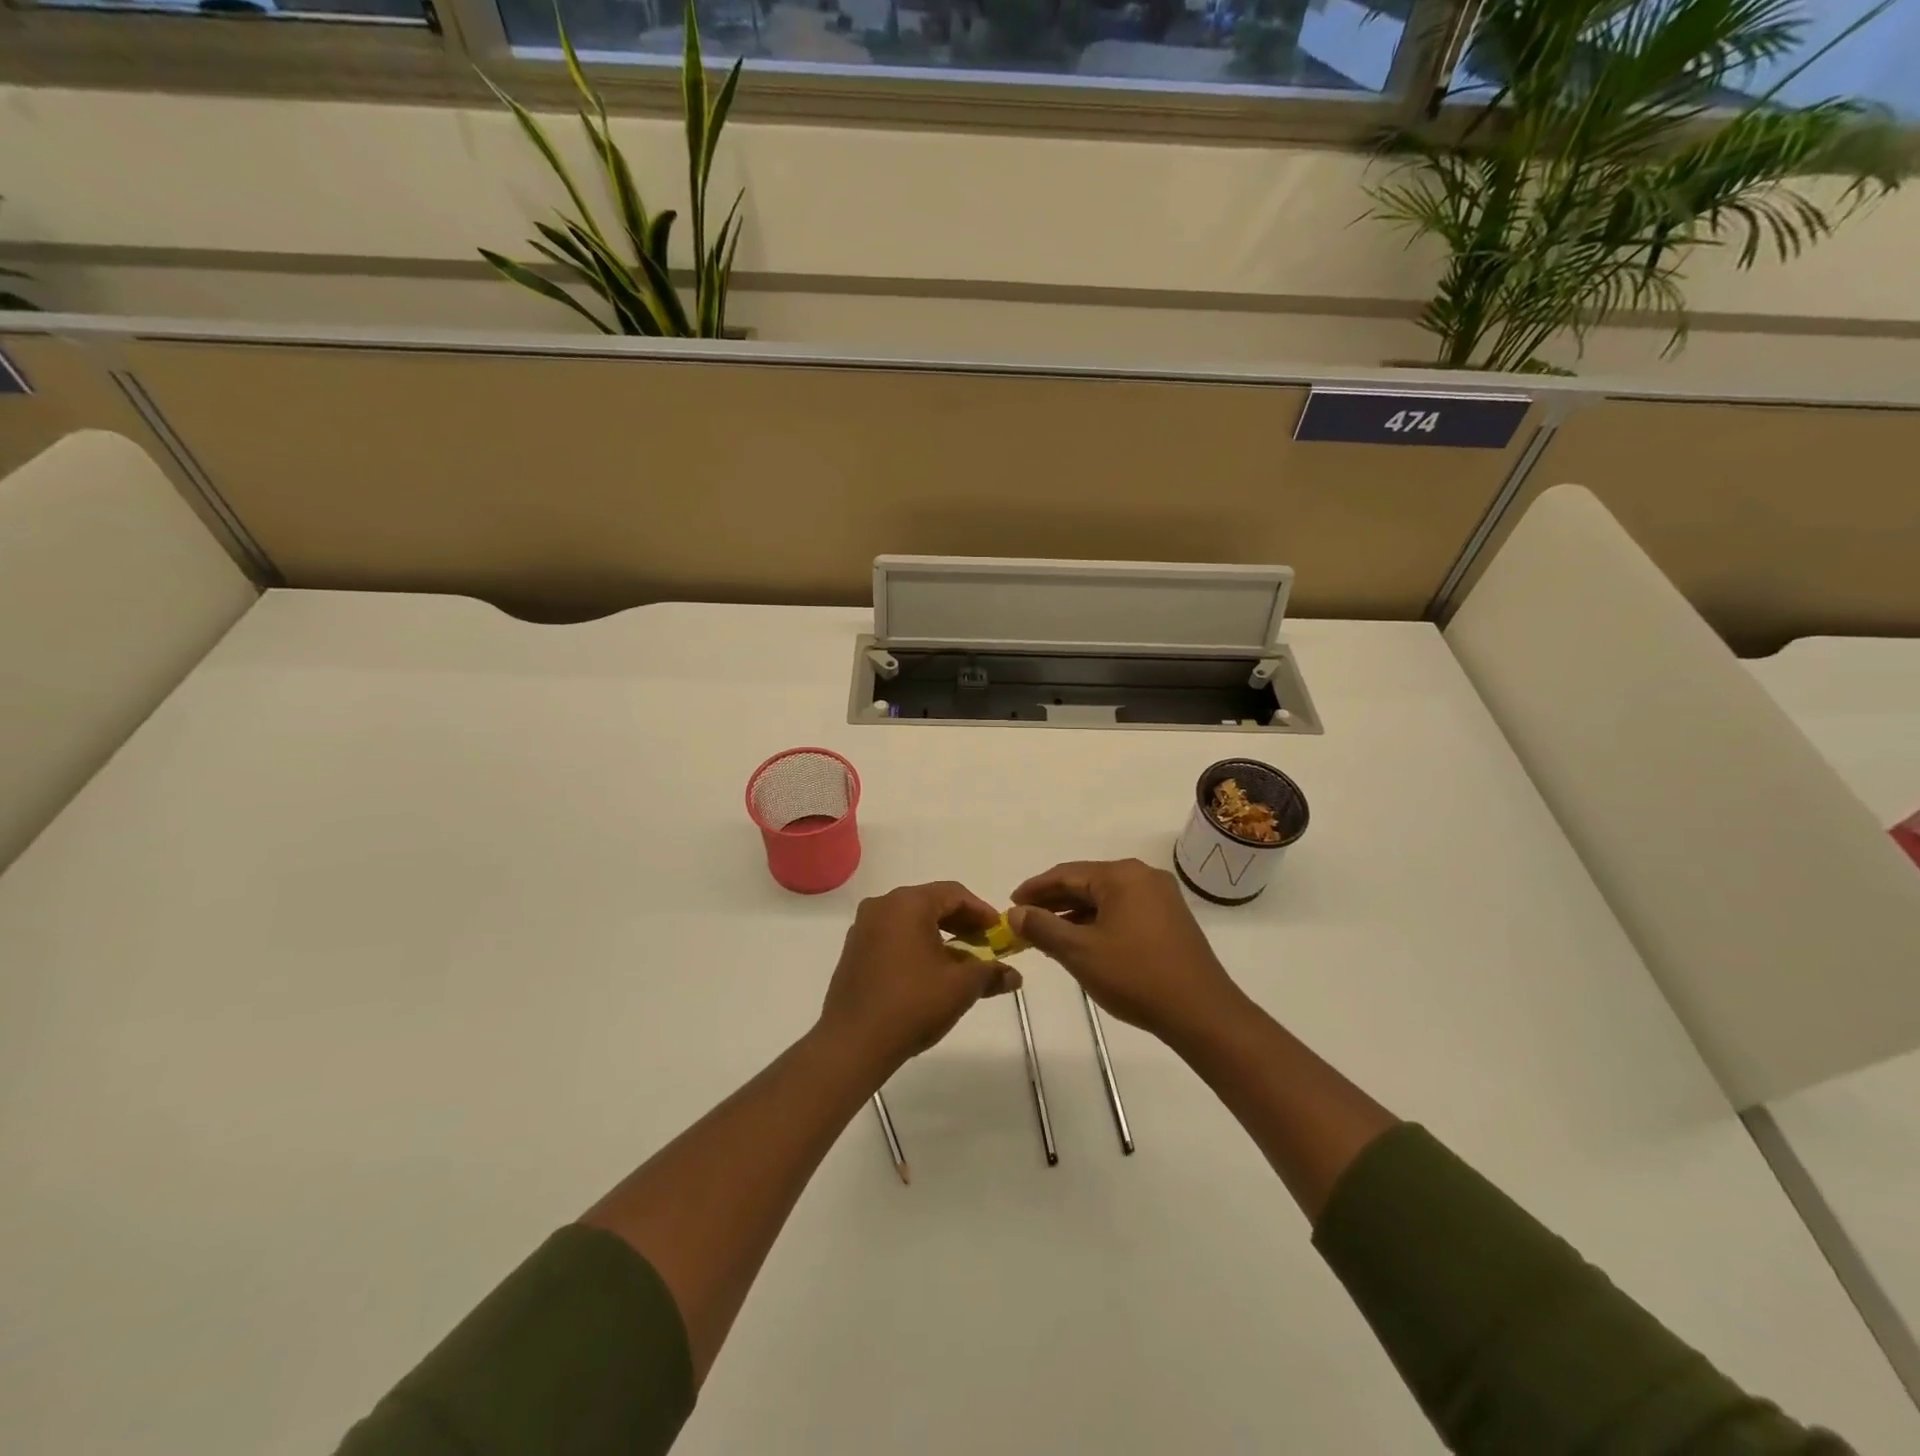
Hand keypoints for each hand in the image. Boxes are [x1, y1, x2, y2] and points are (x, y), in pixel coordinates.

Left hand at [818, 881, 1022, 1078]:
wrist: (853, 1042)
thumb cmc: (912, 1004)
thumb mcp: (960, 987)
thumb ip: (990, 973)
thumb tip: (1014, 975)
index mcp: (908, 903)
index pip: (954, 893)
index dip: (981, 911)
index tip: (999, 932)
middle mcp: (882, 905)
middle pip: (931, 903)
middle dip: (961, 923)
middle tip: (985, 945)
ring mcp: (863, 927)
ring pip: (911, 920)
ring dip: (939, 935)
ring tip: (961, 962)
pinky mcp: (854, 950)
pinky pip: (893, 936)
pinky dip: (916, 945)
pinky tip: (930, 972)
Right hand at [1009, 859, 1245, 1047]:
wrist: (1201, 1012)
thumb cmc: (1135, 976)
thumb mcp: (1079, 952)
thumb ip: (1043, 928)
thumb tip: (1015, 913)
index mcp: (1121, 875)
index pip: (1066, 873)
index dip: (1035, 889)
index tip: (1010, 904)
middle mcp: (1143, 876)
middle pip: (1086, 883)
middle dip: (1054, 902)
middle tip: (1024, 921)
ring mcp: (1161, 897)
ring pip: (1105, 899)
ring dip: (1075, 915)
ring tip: (1047, 935)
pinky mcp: (1170, 919)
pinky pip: (1124, 911)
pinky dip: (1098, 923)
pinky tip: (1083, 943)